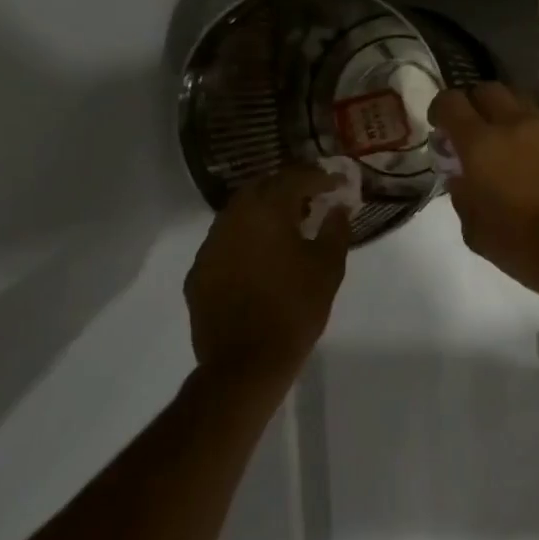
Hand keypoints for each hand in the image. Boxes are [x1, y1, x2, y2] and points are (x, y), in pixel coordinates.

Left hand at [185, 166, 350, 391]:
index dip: (319, 176)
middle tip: (311, 196)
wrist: (246, 362)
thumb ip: (336, 229)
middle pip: (261, 186)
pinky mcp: (199, 271)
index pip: (295, 178)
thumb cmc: (295, 309)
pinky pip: (225, 240)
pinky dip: (246, 237)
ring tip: (287, 224)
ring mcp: (211, 245)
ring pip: (239, 212)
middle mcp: (234, 218)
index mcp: (268, 211)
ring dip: (264, 210)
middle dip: (287, 186)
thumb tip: (338, 207)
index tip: (337, 182)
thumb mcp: (328, 268)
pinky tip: (261, 255)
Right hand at [429, 84, 538, 293]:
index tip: (439, 125)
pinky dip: (537, 142)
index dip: (440, 108)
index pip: (451, 102)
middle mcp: (516, 126)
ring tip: (507, 149)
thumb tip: (462, 177)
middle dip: (475, 104)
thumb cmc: (521, 245)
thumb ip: (463, 194)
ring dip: (508, 119)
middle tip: (472, 131)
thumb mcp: (474, 230)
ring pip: (522, 106)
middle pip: (489, 90)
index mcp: (481, 144)